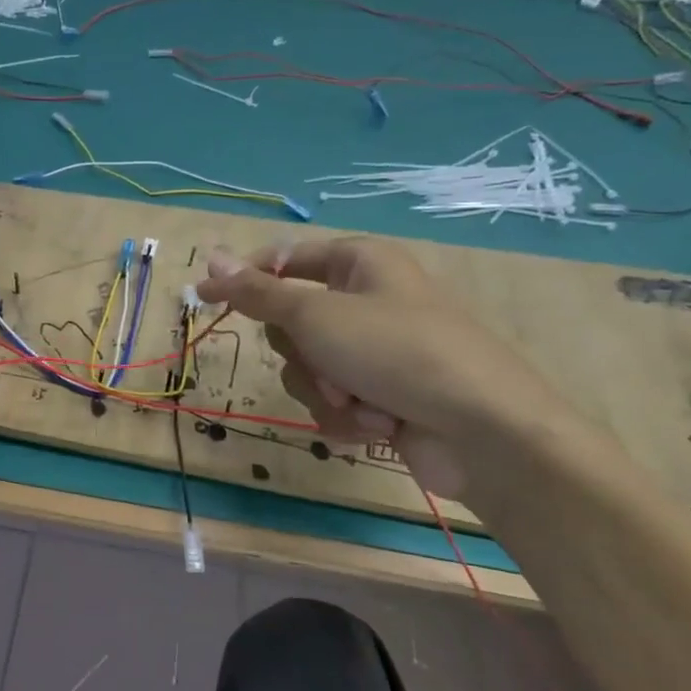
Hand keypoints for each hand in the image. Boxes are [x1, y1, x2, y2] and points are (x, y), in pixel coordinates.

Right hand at [196, 238, 567, 496]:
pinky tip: (377, 425)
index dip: (243, 279)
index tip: (205, 299)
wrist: (485, 433)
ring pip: (309, 368)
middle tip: (326, 362)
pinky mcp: (382, 395)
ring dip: (324, 391)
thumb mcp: (317, 315)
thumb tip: (212, 257)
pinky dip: (346, 417)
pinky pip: (334, 401)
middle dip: (302, 353)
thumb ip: (258, 291)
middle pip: (292, 322)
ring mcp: (376, 352)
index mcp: (359, 263)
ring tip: (361, 404)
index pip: (283, 260)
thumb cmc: (397, 352)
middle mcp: (367, 301)